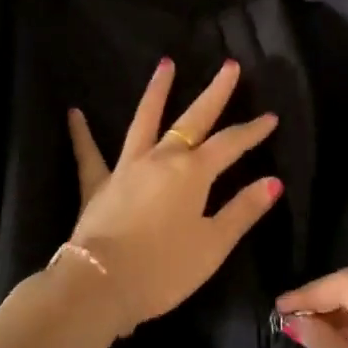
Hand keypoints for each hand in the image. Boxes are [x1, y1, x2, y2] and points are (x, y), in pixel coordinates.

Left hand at [65, 57, 282, 335]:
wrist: (101, 284)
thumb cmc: (163, 270)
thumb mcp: (213, 245)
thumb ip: (243, 211)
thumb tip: (274, 181)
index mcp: (193, 173)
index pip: (230, 144)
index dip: (252, 131)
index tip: (271, 117)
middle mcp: (162, 158)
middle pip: (194, 119)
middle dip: (215, 92)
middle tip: (230, 66)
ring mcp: (127, 166)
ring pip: (145, 120)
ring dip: (157, 91)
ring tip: (166, 63)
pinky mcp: (98, 184)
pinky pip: (89, 154)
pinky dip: (81, 134)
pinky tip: (74, 113)